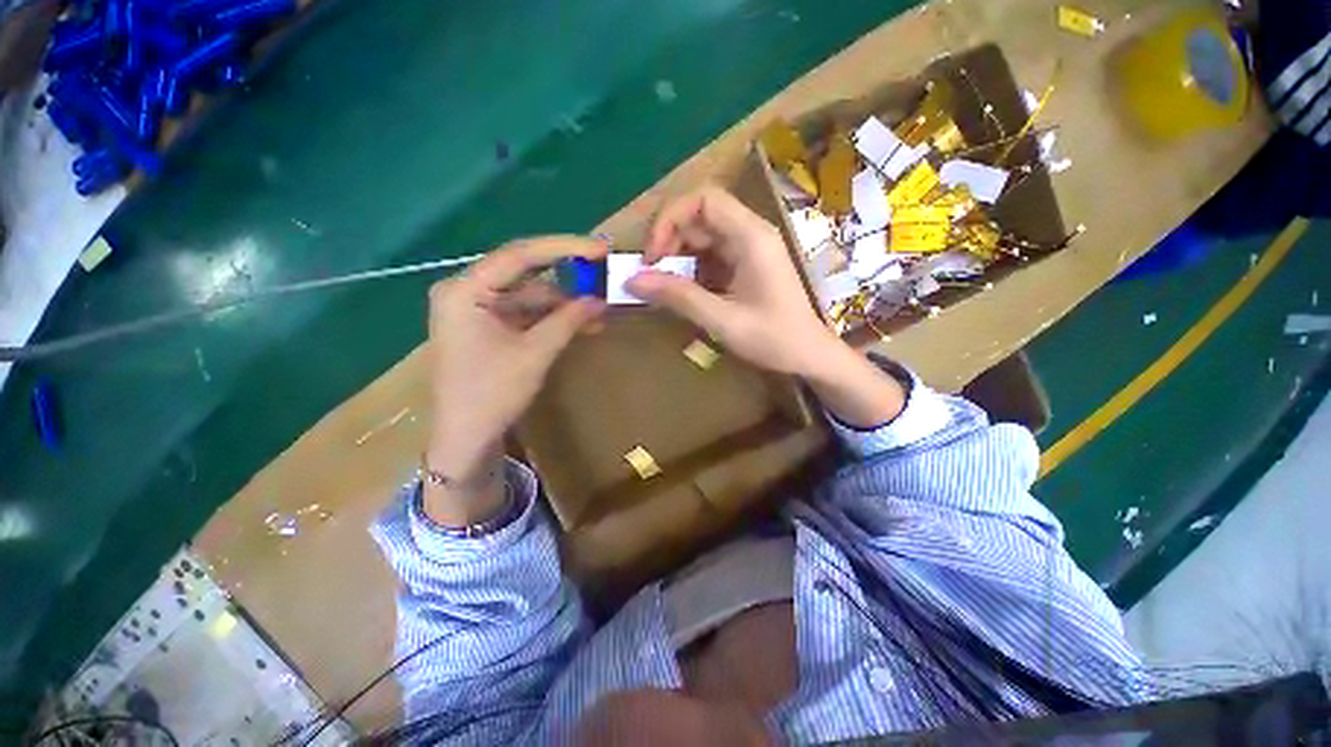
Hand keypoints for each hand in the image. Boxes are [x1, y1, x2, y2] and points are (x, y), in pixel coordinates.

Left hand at [427, 237, 606, 488]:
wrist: (465, 439)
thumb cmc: (492, 393)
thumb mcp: (535, 353)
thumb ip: (568, 320)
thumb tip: (601, 300)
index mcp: (465, 290)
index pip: (520, 255)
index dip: (564, 249)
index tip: (599, 248)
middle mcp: (465, 291)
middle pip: (524, 274)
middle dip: (566, 280)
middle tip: (601, 275)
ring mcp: (474, 310)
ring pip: (527, 297)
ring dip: (562, 305)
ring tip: (598, 312)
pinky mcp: (484, 328)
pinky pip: (523, 314)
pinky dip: (550, 319)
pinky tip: (578, 325)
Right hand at [627, 186, 905, 427]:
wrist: (809, 356)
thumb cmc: (774, 338)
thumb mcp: (722, 320)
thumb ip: (679, 297)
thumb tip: (633, 281)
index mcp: (751, 237)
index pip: (705, 200)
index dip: (671, 218)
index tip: (652, 254)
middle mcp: (750, 234)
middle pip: (700, 216)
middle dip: (669, 239)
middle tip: (650, 273)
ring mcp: (748, 250)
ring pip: (702, 237)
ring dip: (677, 256)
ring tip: (660, 285)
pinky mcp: (744, 266)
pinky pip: (709, 257)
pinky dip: (690, 270)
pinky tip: (680, 291)